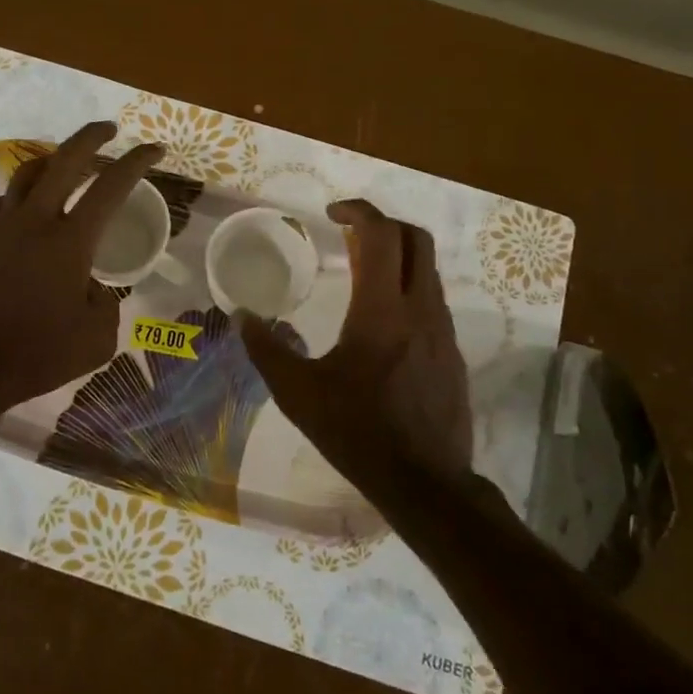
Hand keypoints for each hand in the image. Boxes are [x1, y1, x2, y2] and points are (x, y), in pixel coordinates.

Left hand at [0, 122, 162, 423]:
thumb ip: (105, 305)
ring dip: (45, 166)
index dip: (137, 162)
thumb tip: (92, 288)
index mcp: (69, 241)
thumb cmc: (36, 356)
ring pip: (20, 178)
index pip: (111, 187)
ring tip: (56, 169)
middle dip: (90, 138)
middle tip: (107, 130)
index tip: (153, 149)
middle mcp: (31, 221)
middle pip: (64, 161)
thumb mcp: (96, 340)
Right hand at [240, 200, 473, 482]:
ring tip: (360, 272)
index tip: (331, 213)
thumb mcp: (298, 393)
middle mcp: (420, 308)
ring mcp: (442, 330)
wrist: (426, 483)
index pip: (381, 234)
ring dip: (396, 255)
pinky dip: (406, 286)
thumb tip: (240, 317)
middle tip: (348, 234)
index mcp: (382, 309)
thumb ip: (266, 349)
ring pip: (427, 268)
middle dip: (382, 224)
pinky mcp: (451, 351)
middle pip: (415, 239)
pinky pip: (431, 299)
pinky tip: (381, 318)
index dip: (357, 210)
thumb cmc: (358, 432)